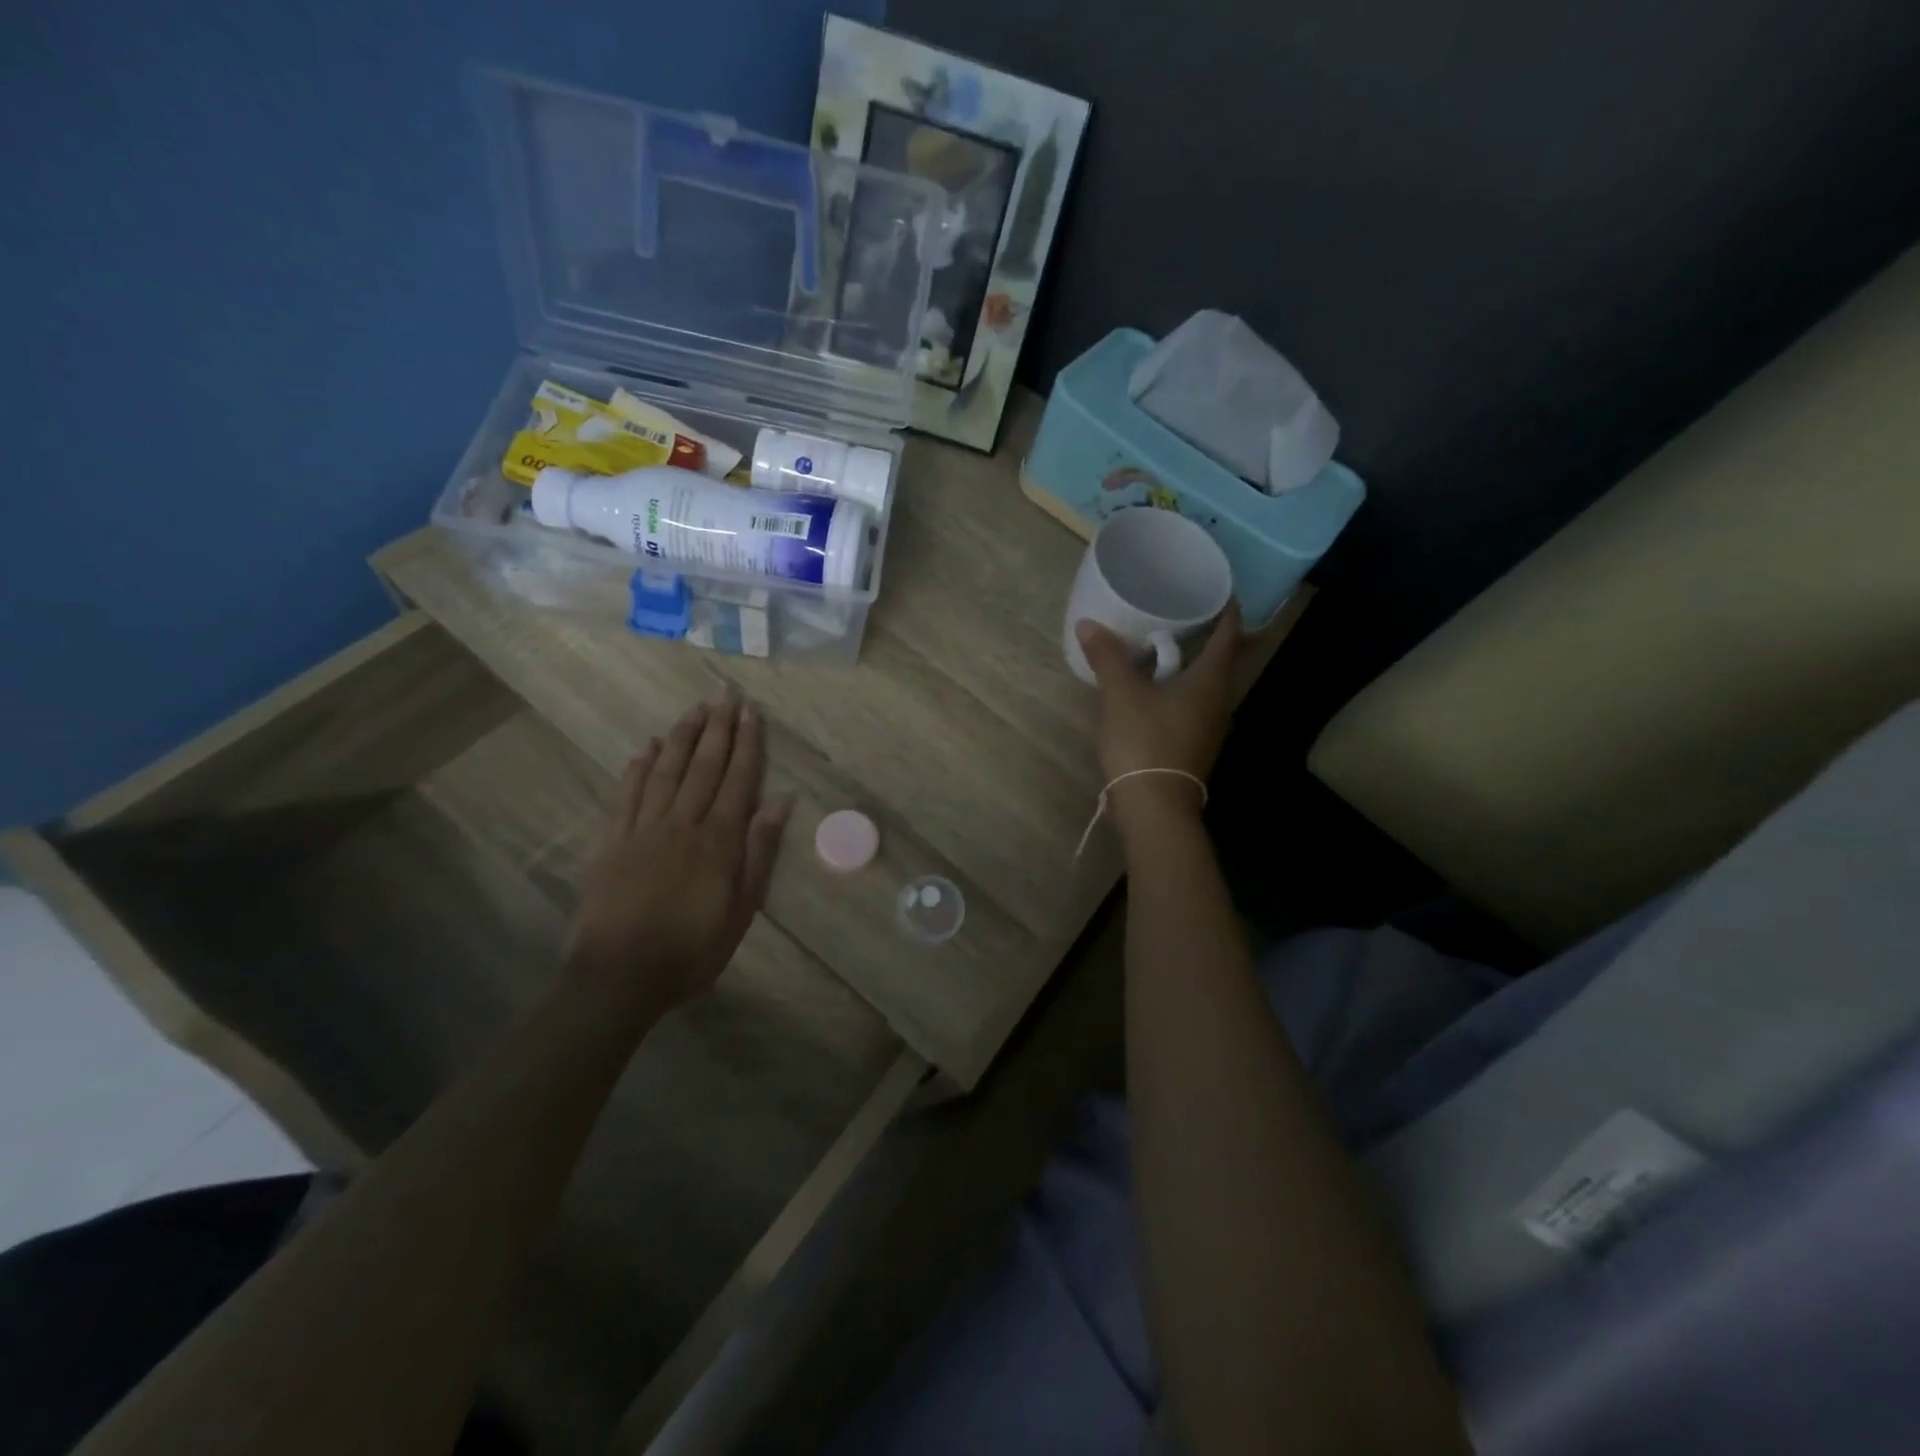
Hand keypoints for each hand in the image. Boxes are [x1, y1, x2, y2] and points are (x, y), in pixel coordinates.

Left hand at [562, 696, 793, 1019]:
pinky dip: (638, 768)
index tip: (752, 713)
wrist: (619, 976)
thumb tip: (781, 802)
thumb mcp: (742, 909)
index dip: (747, 745)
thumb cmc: (691, 949)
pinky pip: (627, 795)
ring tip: (694, 709)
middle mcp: (683, 824)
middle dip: (718, 728)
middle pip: (704, 767)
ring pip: (666, 772)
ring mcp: (644, 830)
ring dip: (682, 737)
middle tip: (725, 693)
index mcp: (719, 841)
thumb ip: (760, 852)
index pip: (738, 781)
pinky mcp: (613, 842)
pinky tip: (648, 748)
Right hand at [1075, 603, 1242, 828]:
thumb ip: (1107, 657)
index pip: (1229, 634)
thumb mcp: (1121, 694)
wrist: (1155, 806)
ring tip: (1168, 645)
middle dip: (1208, 634)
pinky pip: (1195, 704)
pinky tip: (1157, 687)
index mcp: (1210, 680)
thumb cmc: (1145, 741)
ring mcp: (1210, 726)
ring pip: (1208, 684)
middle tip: (1186, 611)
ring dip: (1193, 663)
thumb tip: (1088, 623)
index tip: (1218, 590)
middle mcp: (1219, 700)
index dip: (1227, 610)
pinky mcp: (1196, 744)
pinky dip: (1182, 687)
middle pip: (1222, 659)